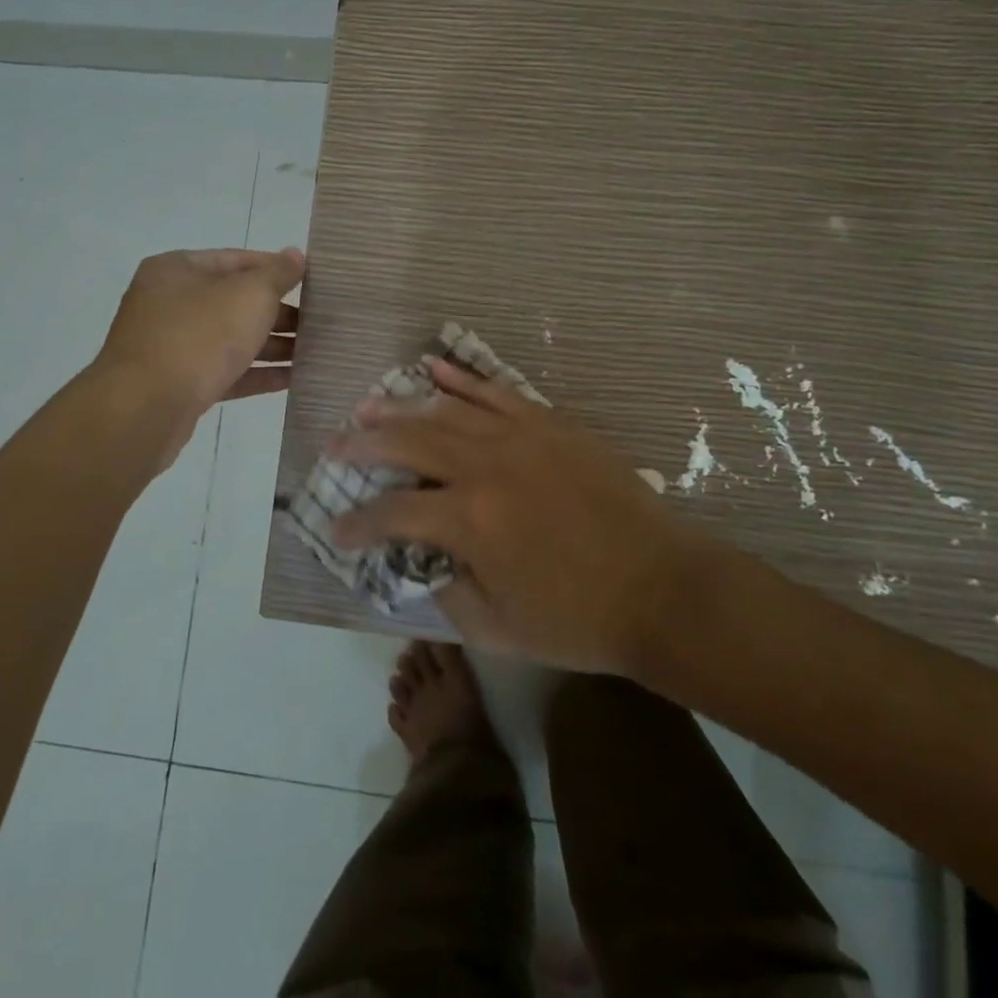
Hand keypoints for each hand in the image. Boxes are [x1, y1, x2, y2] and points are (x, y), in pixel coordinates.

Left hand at [95, 247, 304, 418]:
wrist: (145, 408)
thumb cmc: (200, 336)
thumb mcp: (249, 295)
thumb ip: (278, 274)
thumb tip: (295, 255)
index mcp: (177, 269)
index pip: (236, 259)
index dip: (275, 268)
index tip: (310, 282)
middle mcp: (168, 302)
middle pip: (233, 300)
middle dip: (277, 312)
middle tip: (317, 322)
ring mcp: (170, 345)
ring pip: (230, 338)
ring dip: (271, 345)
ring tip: (314, 352)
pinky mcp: (177, 384)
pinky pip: (224, 371)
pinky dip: (256, 372)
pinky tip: (292, 378)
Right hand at [327, 358, 716, 672]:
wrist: (662, 588)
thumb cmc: (579, 619)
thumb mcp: (498, 629)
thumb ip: (447, 591)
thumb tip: (422, 558)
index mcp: (470, 520)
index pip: (392, 513)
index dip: (357, 523)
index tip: (336, 530)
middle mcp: (486, 466)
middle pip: (408, 442)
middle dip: (364, 444)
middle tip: (335, 446)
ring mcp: (520, 436)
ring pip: (446, 409)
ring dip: (402, 406)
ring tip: (369, 405)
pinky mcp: (549, 423)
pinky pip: (496, 390)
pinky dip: (461, 378)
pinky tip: (435, 367)